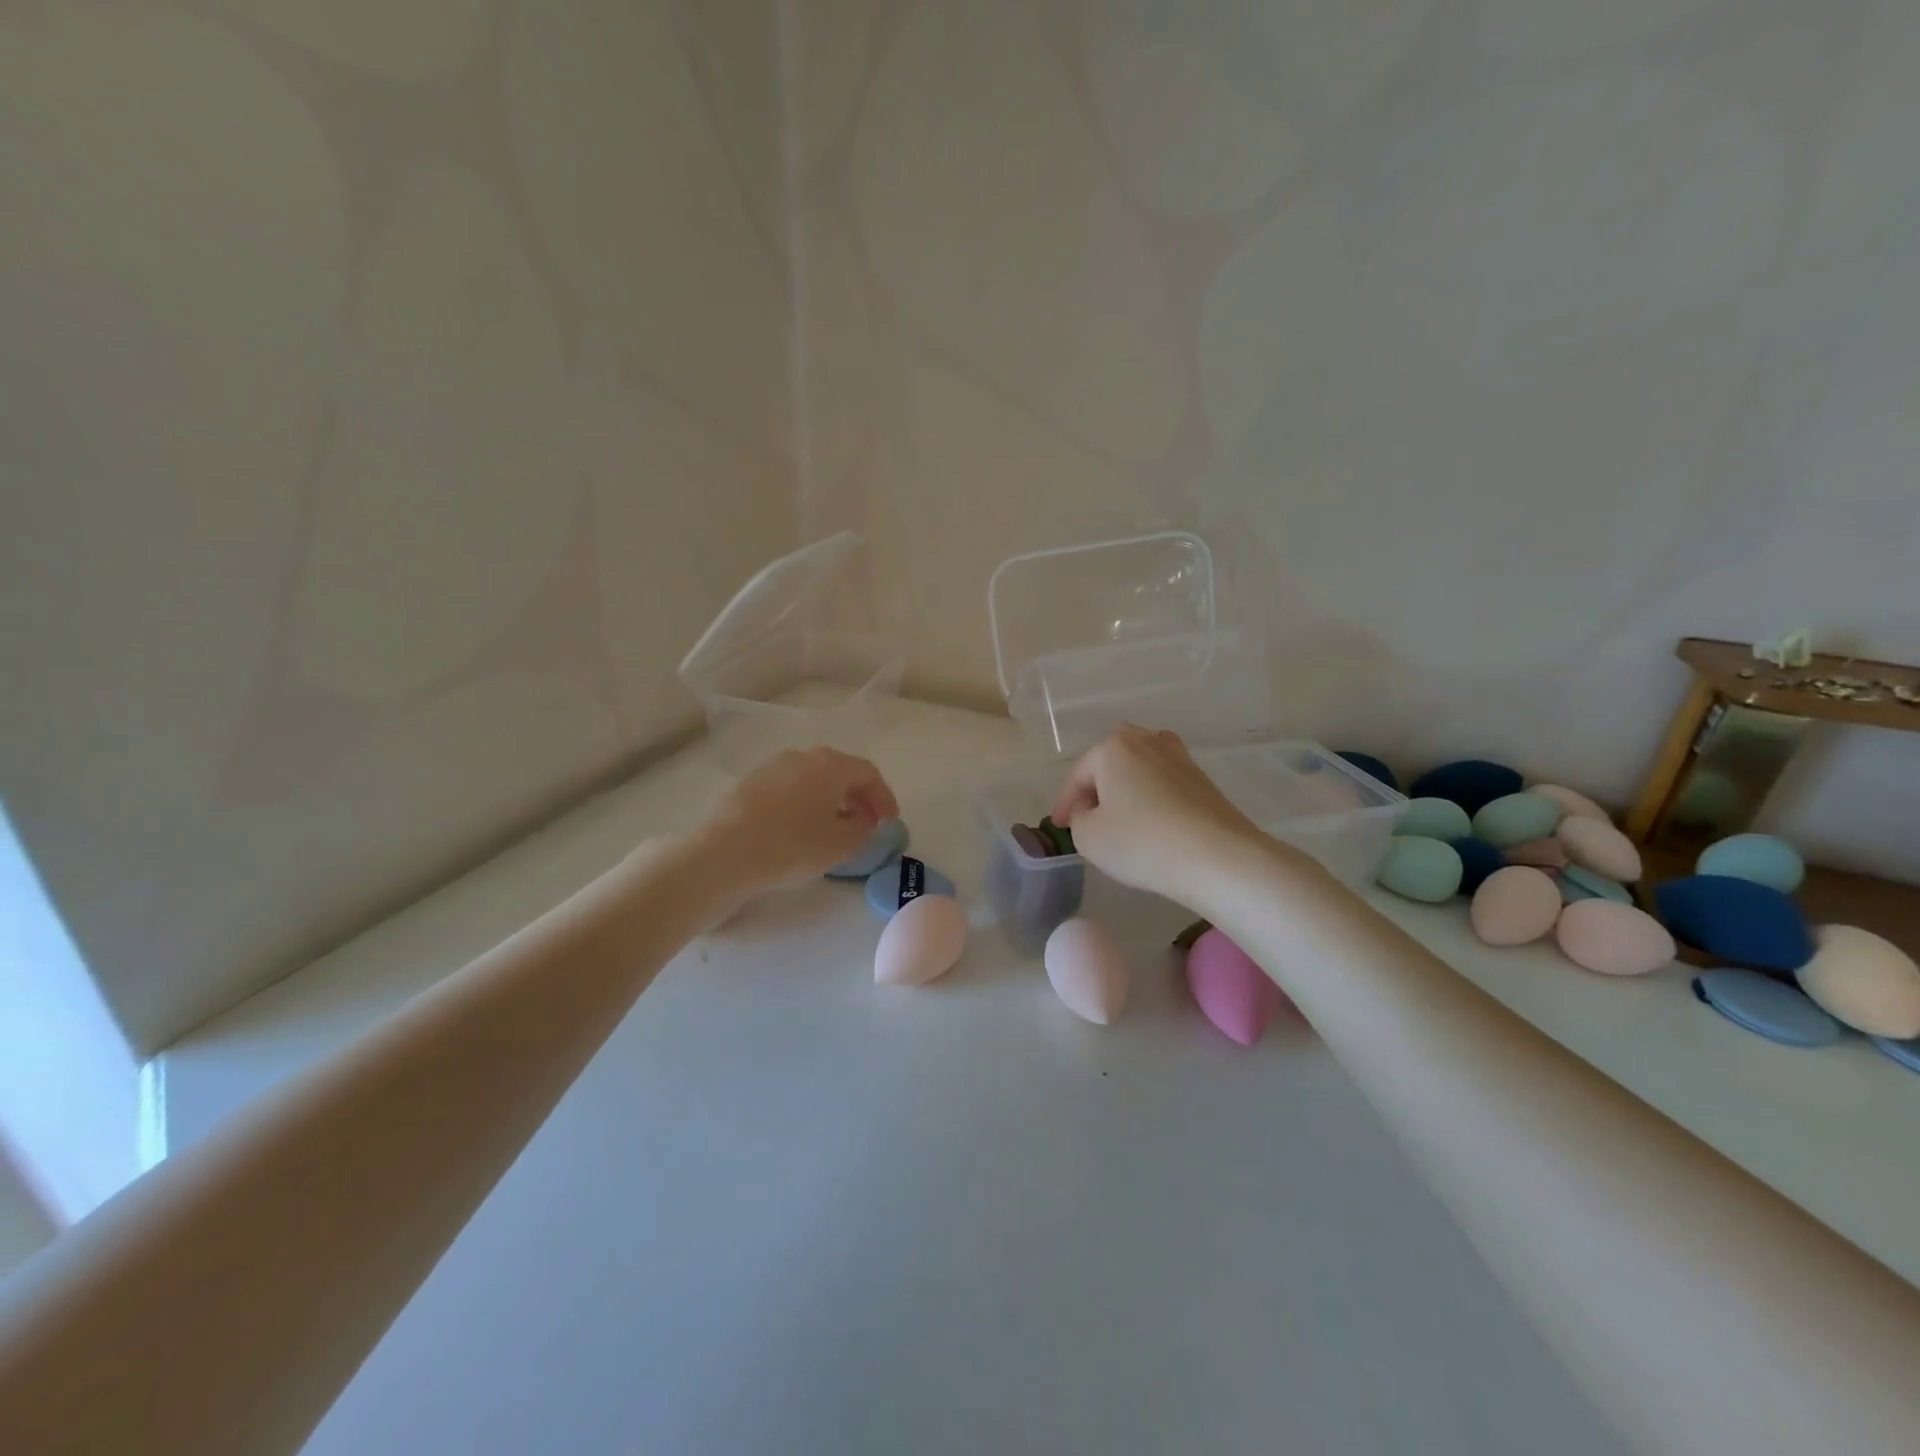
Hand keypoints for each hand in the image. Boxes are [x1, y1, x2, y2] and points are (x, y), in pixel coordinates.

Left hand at [690, 747, 899, 898]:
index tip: (890, 822)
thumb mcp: (840, 845)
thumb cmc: (791, 846)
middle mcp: (802, 757)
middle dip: (858, 798)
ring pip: (813, 780)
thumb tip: (861, 822)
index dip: (884, 798)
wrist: (724, 854)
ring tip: (835, 829)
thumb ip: (862, 831)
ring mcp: (772, 768)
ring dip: (831, 801)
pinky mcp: (749, 784)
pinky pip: (789, 790)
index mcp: (830, 764)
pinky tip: (801, 830)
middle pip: (840, 772)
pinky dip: (805, 805)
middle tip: (867, 824)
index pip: (868, 774)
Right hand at [1051, 725, 1265, 906]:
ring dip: (1127, 788)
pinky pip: (1164, 783)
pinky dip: (1152, 798)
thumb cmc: (1141, 842)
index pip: (1078, 775)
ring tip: (1120, 817)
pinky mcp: (1203, 779)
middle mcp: (1146, 741)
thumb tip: (1090, 809)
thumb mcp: (1088, 837)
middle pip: (1111, 761)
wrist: (1218, 857)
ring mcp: (1179, 757)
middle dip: (1097, 785)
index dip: (1063, 803)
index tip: (1059, 827)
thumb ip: (1078, 817)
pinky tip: (1151, 822)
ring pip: (1140, 769)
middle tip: (1088, 815)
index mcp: (1113, 747)